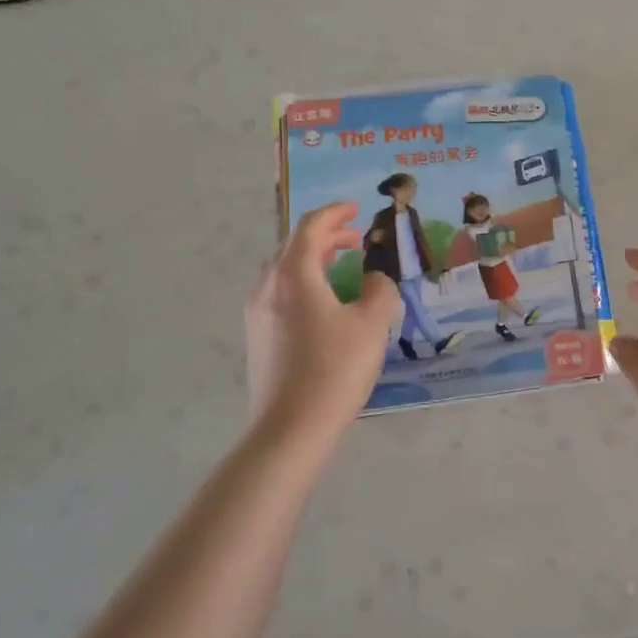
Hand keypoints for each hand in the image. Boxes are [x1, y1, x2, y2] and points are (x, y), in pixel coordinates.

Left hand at [245, 203, 398, 431]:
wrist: (289, 429)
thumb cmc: (334, 369)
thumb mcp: (372, 324)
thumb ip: (380, 291)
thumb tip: (375, 279)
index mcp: (294, 274)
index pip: (311, 227)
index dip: (335, 213)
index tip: (356, 208)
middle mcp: (268, 286)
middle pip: (294, 246)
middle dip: (326, 237)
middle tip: (356, 239)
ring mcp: (258, 313)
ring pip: (285, 271)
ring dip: (313, 260)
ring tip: (341, 267)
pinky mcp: (258, 337)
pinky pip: (281, 294)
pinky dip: (304, 283)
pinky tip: (324, 305)